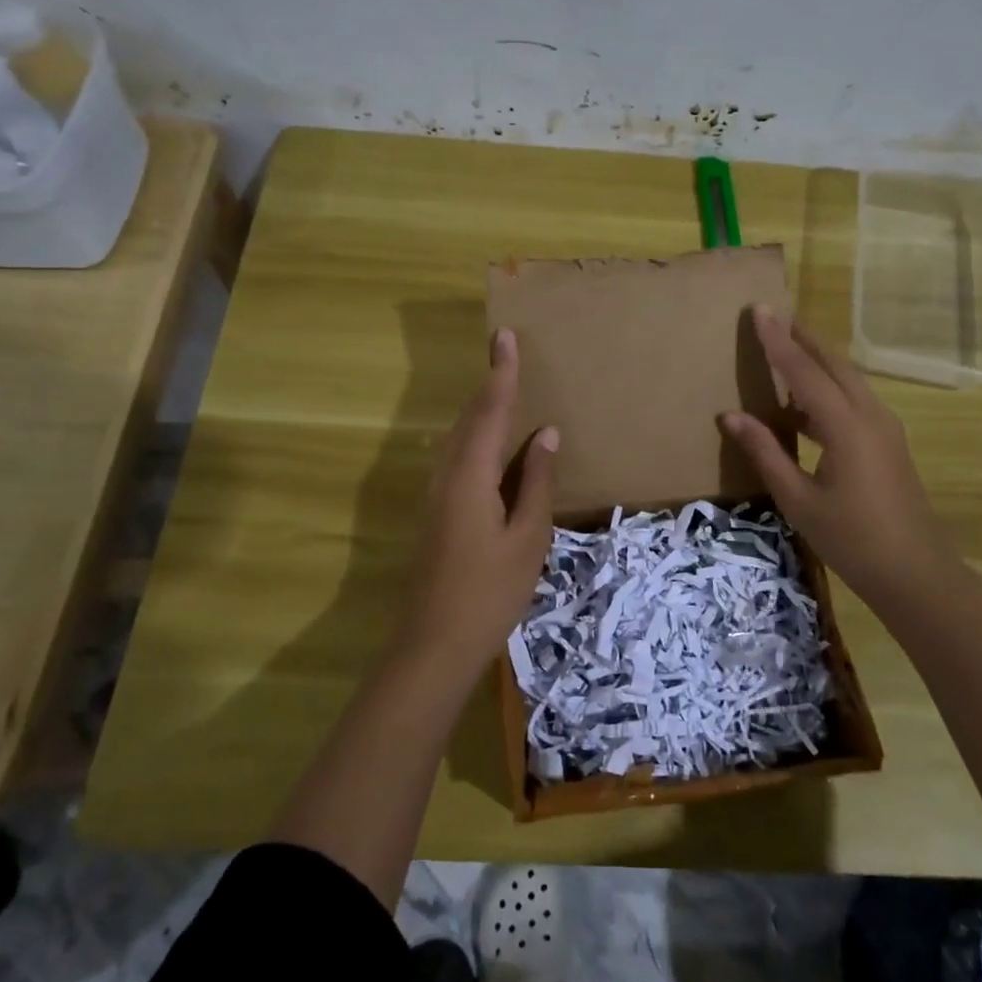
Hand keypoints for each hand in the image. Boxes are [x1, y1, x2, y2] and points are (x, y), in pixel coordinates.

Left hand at [398, 328, 558, 671]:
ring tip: (506, 392)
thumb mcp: (527, 536)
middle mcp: (447, 476)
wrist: (435, 644)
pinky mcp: (438, 514)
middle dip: (491, 386)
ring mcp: (438, 496)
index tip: (504, 336)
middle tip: (508, 355)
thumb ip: (535, 481)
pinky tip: (495, 450)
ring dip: (483, 413)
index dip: (501, 373)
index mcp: (470, 476)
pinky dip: (480, 442)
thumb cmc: (490, 591)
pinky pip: (460, 461)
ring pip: (461, 441)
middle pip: (470, 420)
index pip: (489, 411)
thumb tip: (547, 434)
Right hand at [722, 306, 961, 608]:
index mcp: (846, 426)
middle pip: (833, 364)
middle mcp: (870, 416)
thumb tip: (730, 416)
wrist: (915, 573)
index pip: (804, 371)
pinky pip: (854, 400)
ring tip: (785, 350)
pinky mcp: (888, 443)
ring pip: (847, 380)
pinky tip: (803, 404)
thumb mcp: (798, 500)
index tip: (760, 310)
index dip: (778, 341)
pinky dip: (827, 389)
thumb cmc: (851, 539)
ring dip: (817, 362)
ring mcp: (885, 428)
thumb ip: (765, 452)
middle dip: (803, 339)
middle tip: (773, 317)